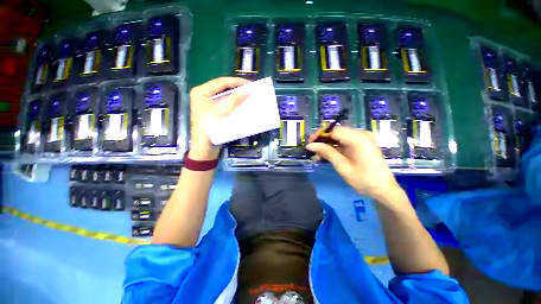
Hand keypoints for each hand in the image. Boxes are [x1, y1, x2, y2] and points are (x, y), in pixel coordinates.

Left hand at [189, 77, 249, 159]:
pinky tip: (242, 105)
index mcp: (201, 92)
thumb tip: (248, 90)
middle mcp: (204, 95)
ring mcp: (209, 104)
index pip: (221, 82)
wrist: (205, 147)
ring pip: (226, 96)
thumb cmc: (209, 128)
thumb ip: (233, 100)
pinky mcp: (214, 111)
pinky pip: (226, 104)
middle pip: (223, 88)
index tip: (250, 84)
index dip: (236, 82)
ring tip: (248, 96)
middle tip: (250, 89)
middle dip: (237, 89)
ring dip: (237, 96)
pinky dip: (235, 104)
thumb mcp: (220, 112)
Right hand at [306, 126, 400, 201]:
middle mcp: (361, 134)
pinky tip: (325, 156)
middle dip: (322, 141)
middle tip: (311, 150)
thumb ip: (326, 152)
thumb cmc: (364, 180)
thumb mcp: (342, 166)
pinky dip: (334, 149)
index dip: (320, 135)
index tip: (309, 144)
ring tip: (316, 156)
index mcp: (358, 138)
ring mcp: (362, 139)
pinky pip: (344, 143)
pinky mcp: (361, 145)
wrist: (384, 190)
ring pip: (338, 138)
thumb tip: (310, 145)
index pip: (334, 130)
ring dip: (327, 146)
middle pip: (336, 132)